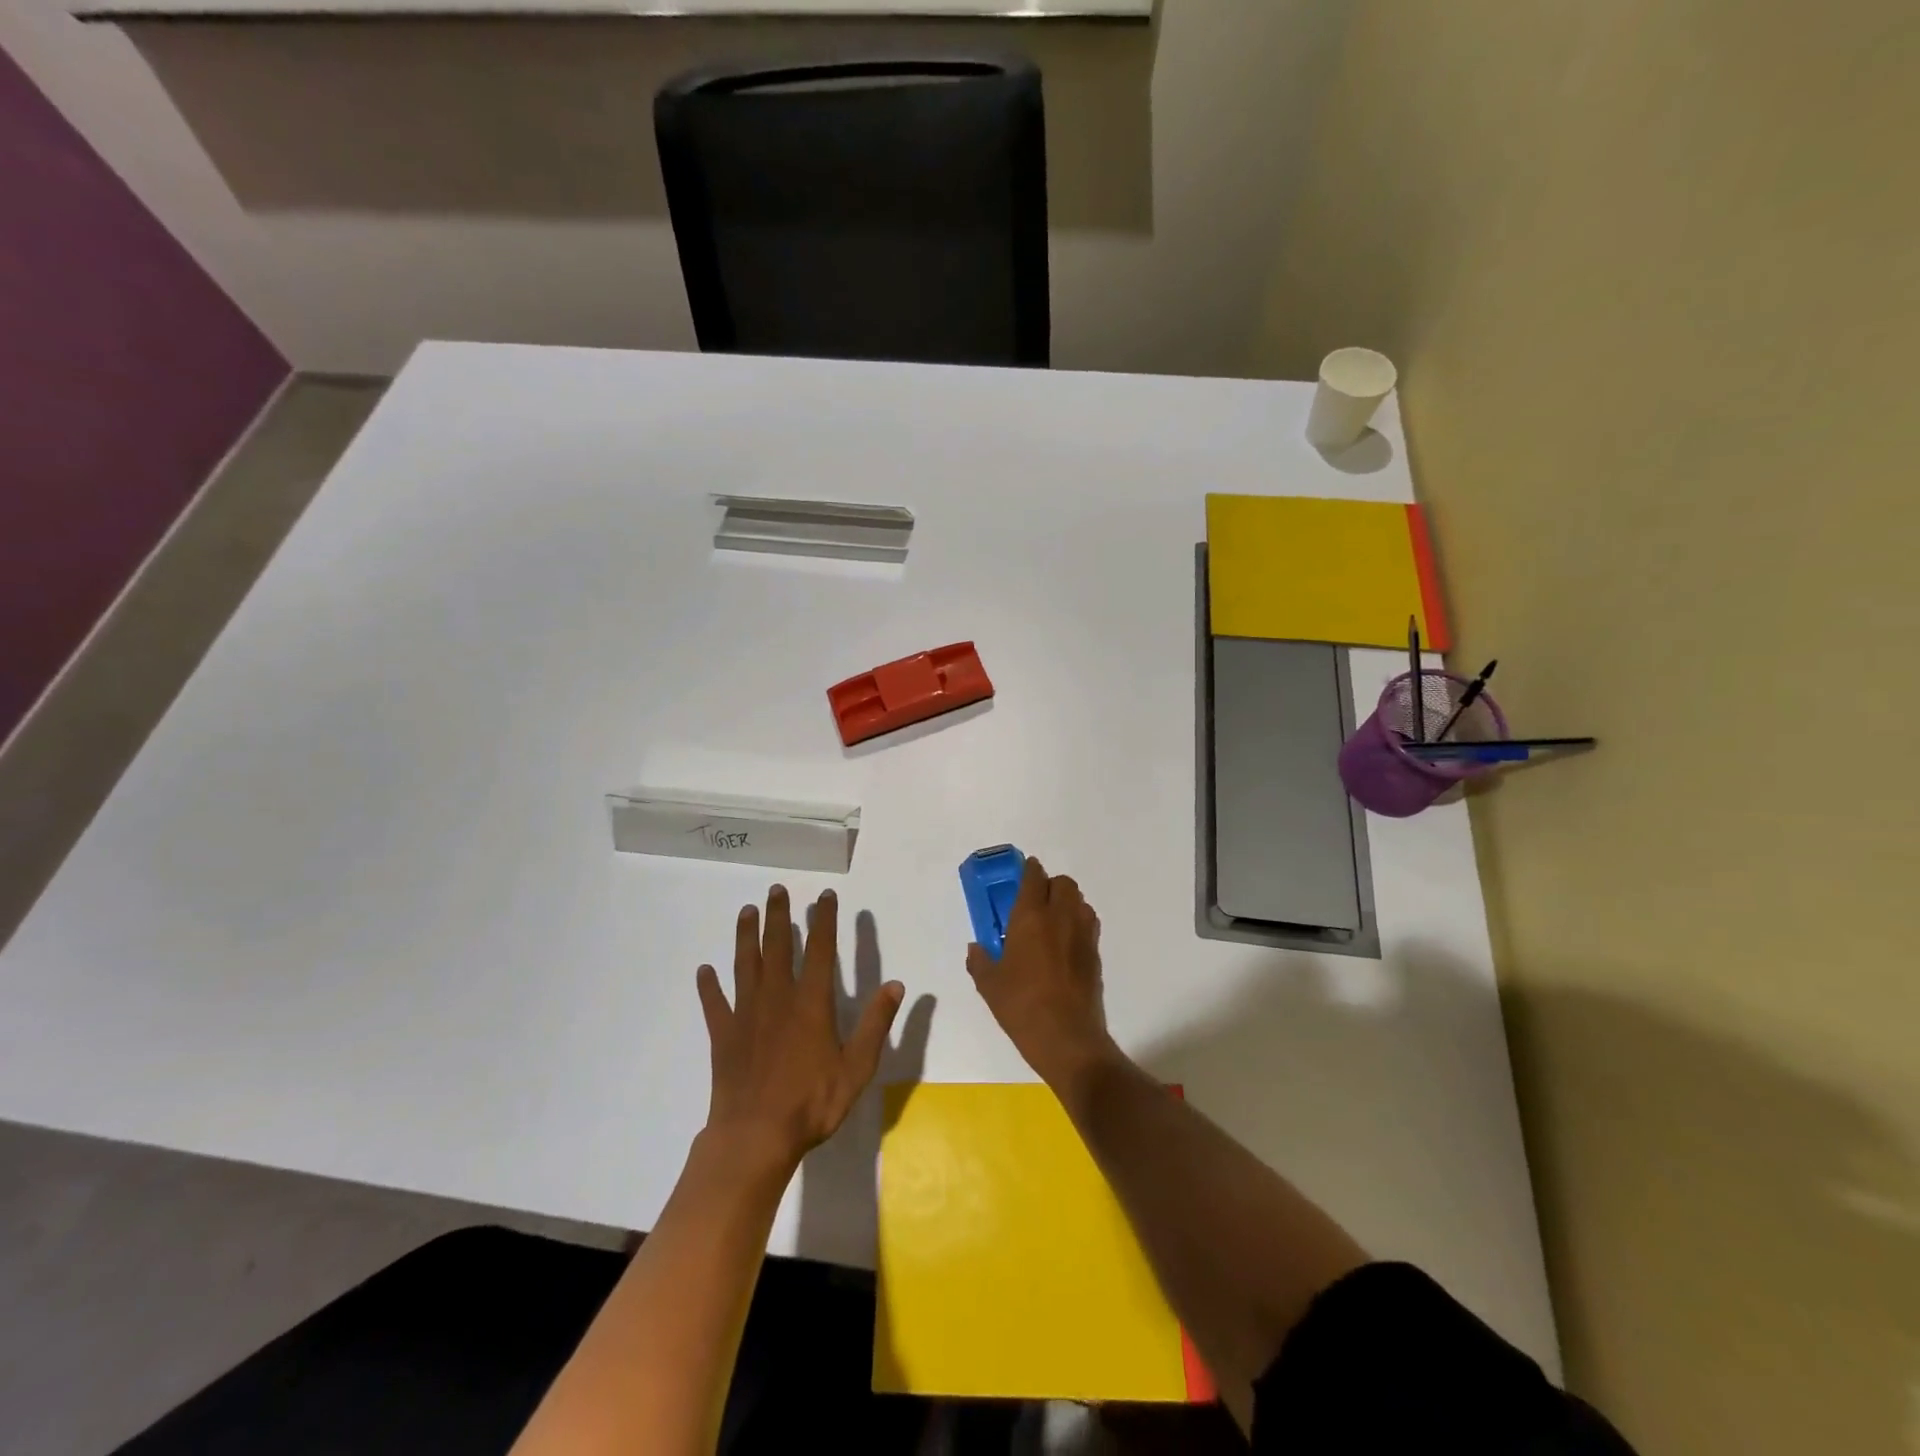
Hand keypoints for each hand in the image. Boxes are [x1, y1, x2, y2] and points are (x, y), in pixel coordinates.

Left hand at [697, 886, 903, 1170]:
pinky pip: (714, 1003)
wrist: (755, 1137)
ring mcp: (746, 1014)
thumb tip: (896, 985)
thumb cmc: (811, 1103)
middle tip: (776, 889)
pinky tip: (704, 971)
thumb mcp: (857, 1068)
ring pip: (745, 964)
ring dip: (746, 936)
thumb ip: (876, 1025)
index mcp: (811, 1002)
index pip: (820, 949)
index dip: (824, 920)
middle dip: (778, 915)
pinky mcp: (723, 1034)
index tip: (824, 895)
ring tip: (747, 911)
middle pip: (777, 947)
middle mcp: (777, 997)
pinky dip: (709, 986)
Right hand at [966, 857, 1117, 1091]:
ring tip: (1051, 920)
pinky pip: (1088, 923)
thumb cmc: (1022, 1008)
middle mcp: (1060, 917)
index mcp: (1030, 917)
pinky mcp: (1095, 953)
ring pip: (1079, 901)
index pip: (1033, 878)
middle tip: (1034, 901)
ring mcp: (1082, 934)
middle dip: (1049, 885)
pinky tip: (1065, 943)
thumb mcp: (989, 986)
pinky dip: (1078, 922)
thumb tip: (976, 948)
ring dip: (1066, 902)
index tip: (1023, 871)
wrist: (1067, 1039)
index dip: (1029, 870)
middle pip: (1063, 883)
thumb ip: (979, 961)